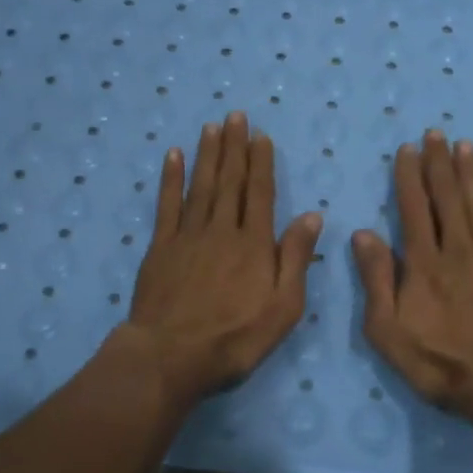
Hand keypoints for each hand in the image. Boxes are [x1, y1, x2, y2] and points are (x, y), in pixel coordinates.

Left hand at [124, 112, 322, 409]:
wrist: (172, 356)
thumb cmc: (235, 338)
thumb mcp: (283, 307)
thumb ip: (295, 258)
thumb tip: (312, 215)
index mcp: (255, 244)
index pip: (261, 194)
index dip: (262, 163)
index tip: (261, 137)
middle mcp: (222, 230)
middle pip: (230, 182)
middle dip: (234, 147)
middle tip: (236, 116)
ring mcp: (188, 236)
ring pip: (201, 186)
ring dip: (208, 154)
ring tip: (212, 126)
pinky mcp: (161, 247)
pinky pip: (167, 205)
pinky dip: (171, 179)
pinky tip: (174, 156)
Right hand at [353, 130, 472, 427]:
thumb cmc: (441, 363)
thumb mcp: (388, 331)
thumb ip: (376, 280)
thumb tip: (362, 234)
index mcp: (423, 263)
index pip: (413, 208)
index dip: (409, 176)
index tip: (407, 149)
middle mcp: (457, 250)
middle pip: (447, 198)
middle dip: (439, 163)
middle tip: (436, 132)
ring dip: (471, 173)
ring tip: (466, 144)